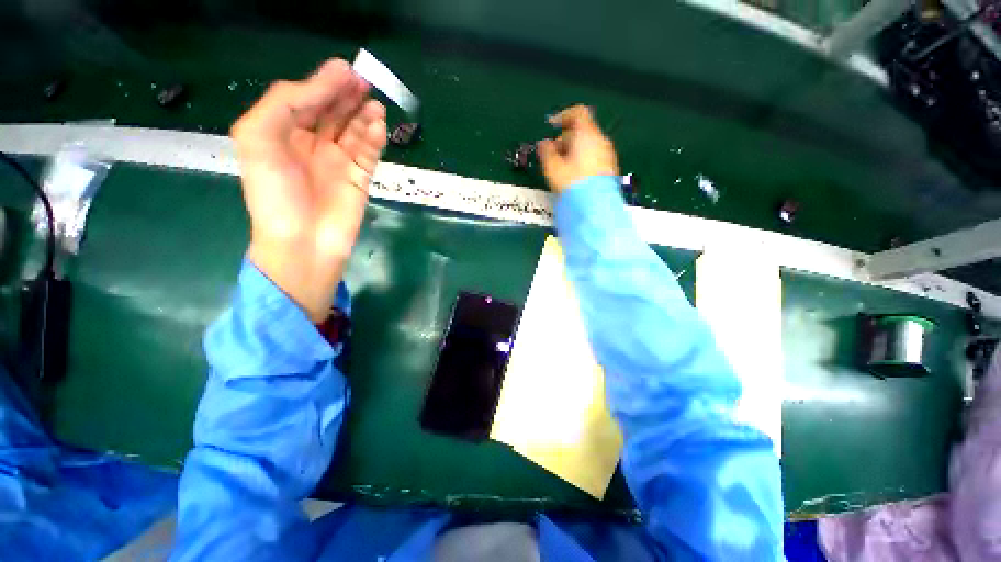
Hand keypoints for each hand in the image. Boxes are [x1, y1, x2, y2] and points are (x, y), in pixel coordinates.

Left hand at [232, 59, 386, 321]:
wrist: (303, 242)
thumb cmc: (273, 193)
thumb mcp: (258, 138)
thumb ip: (284, 104)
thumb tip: (325, 88)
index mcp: (282, 133)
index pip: (305, 100)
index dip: (323, 83)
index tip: (344, 69)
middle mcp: (311, 144)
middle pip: (332, 111)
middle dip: (346, 95)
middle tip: (364, 81)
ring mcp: (338, 162)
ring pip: (354, 130)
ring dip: (364, 115)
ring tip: (375, 103)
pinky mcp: (360, 178)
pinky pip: (369, 153)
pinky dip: (374, 138)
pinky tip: (379, 126)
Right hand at [537, 105, 618, 192]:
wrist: (595, 208)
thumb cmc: (572, 184)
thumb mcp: (553, 168)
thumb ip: (546, 151)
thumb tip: (543, 144)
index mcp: (587, 135)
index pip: (578, 113)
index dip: (563, 116)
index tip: (552, 126)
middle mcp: (601, 141)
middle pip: (583, 130)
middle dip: (565, 138)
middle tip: (552, 153)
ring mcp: (608, 155)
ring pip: (589, 144)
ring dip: (574, 150)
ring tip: (561, 167)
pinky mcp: (610, 169)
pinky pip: (594, 156)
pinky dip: (583, 159)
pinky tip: (574, 175)